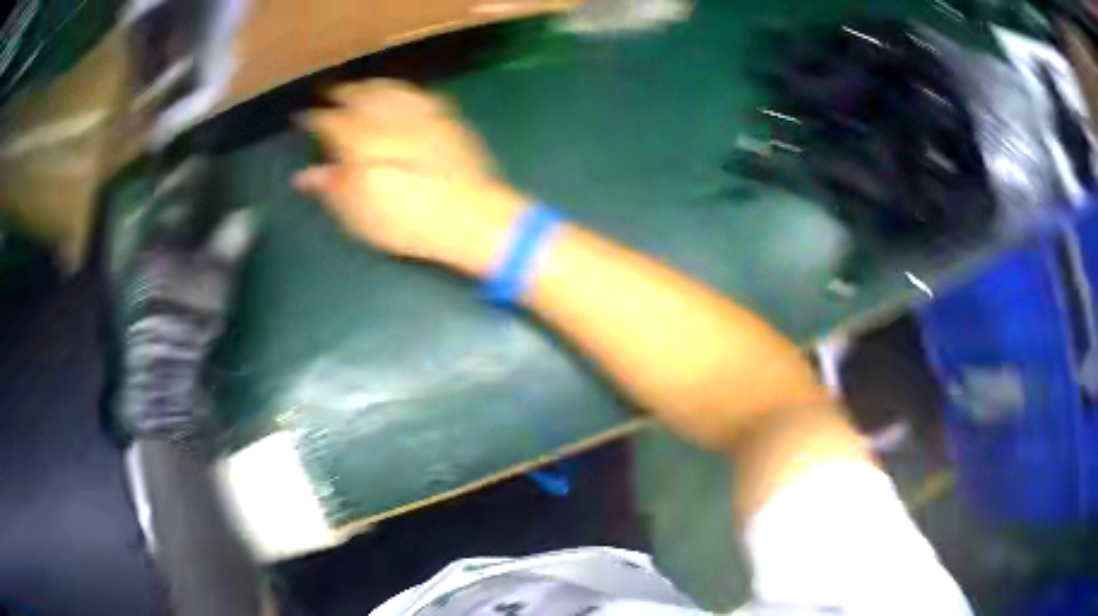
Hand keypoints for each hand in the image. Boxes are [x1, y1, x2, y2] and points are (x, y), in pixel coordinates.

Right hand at [294, 79, 525, 276]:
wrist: (471, 215)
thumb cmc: (406, 220)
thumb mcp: (358, 213)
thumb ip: (330, 187)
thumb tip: (304, 175)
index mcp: (358, 138)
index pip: (328, 120)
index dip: (313, 118)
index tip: (302, 117)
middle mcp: (386, 116)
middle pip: (359, 94)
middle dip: (341, 92)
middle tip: (329, 92)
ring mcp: (420, 112)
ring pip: (388, 88)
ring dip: (370, 85)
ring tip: (360, 87)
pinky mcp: (447, 117)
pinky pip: (418, 94)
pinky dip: (402, 91)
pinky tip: (401, 94)